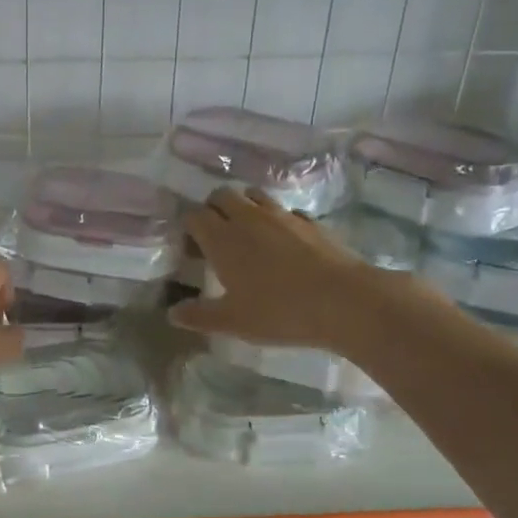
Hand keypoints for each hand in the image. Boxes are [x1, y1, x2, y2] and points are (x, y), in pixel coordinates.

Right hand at [171, 188, 386, 348]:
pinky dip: (277, 219)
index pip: (194, 215)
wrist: (345, 301)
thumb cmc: (280, 312)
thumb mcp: (233, 321)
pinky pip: (285, 211)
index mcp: (222, 239)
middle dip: (213, 209)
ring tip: (247, 233)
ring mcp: (282, 216)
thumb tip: (172, 314)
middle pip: (222, 195)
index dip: (189, 227)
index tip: (191, 247)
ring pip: (254, 195)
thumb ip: (199, 315)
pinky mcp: (310, 222)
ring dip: (244, 207)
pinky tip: (283, 242)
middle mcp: (248, 218)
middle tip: (215, 236)